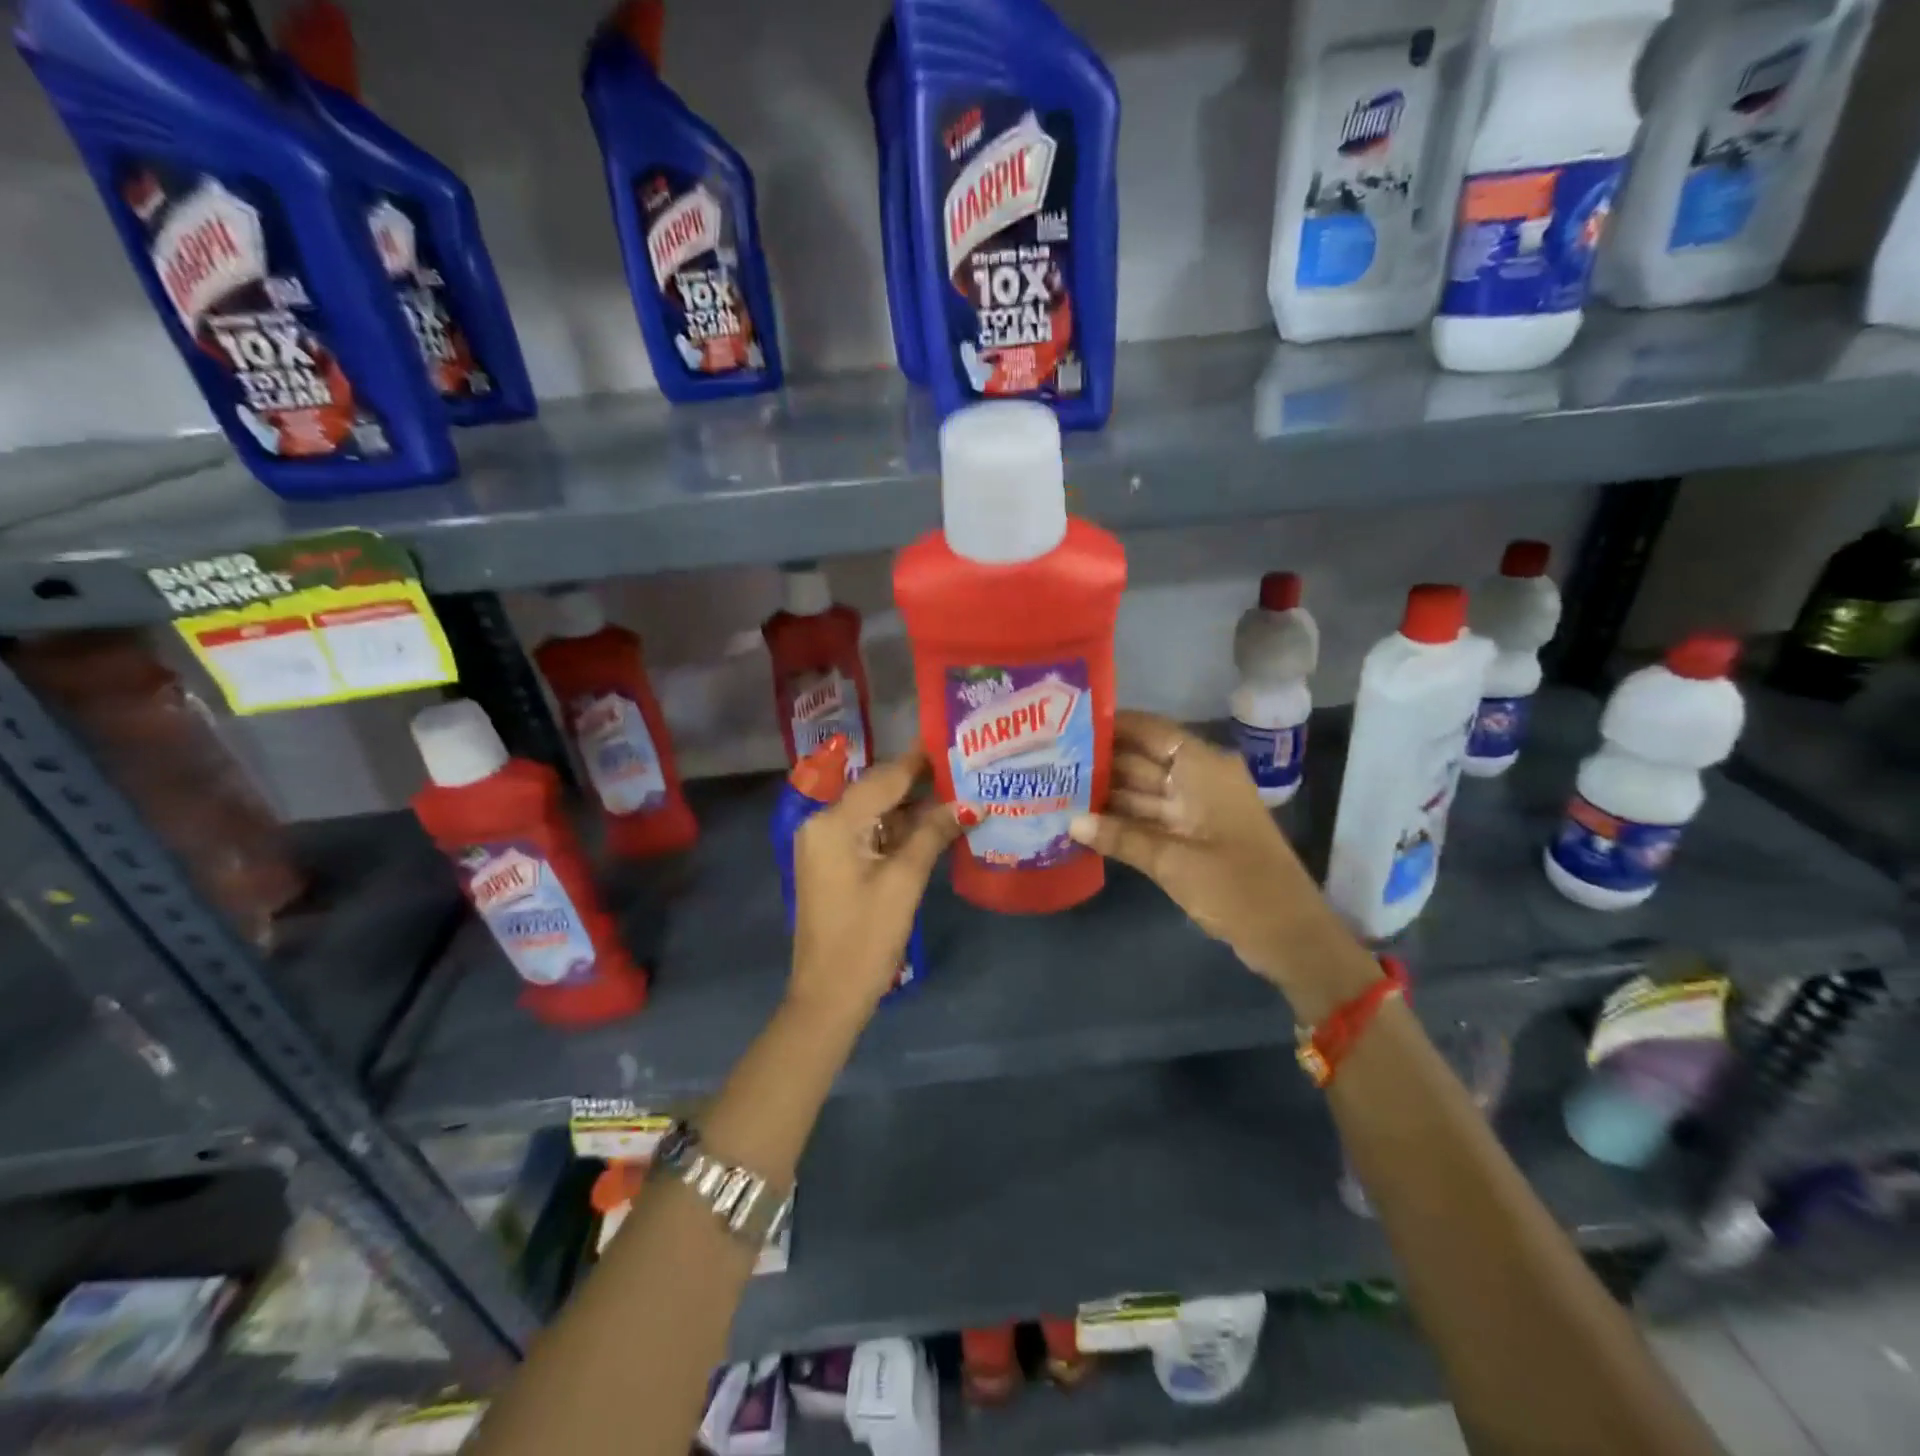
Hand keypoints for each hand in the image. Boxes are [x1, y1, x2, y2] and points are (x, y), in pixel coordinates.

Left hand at [788, 746, 961, 1025]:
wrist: (829, 997)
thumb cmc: (865, 938)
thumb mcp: (904, 882)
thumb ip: (933, 834)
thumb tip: (969, 804)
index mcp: (833, 822)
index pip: (883, 779)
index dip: (920, 762)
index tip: (954, 745)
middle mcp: (822, 824)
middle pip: (877, 793)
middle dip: (920, 786)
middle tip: (964, 774)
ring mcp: (825, 846)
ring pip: (875, 815)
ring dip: (912, 811)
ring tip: (958, 799)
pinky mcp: (833, 866)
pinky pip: (869, 836)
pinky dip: (898, 833)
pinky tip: (933, 830)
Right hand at [1068, 711, 1378, 1019]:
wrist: (1289, 935)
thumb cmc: (1236, 887)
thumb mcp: (1172, 860)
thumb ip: (1120, 837)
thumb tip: (1071, 821)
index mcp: (1203, 768)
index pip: (1150, 730)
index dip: (1111, 724)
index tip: (1066, 725)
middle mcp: (1199, 779)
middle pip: (1142, 760)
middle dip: (1100, 762)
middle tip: (1049, 762)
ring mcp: (1196, 808)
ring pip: (1143, 790)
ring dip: (1106, 794)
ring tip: (1057, 790)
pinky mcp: (1194, 835)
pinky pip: (1151, 817)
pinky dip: (1123, 821)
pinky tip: (1085, 823)